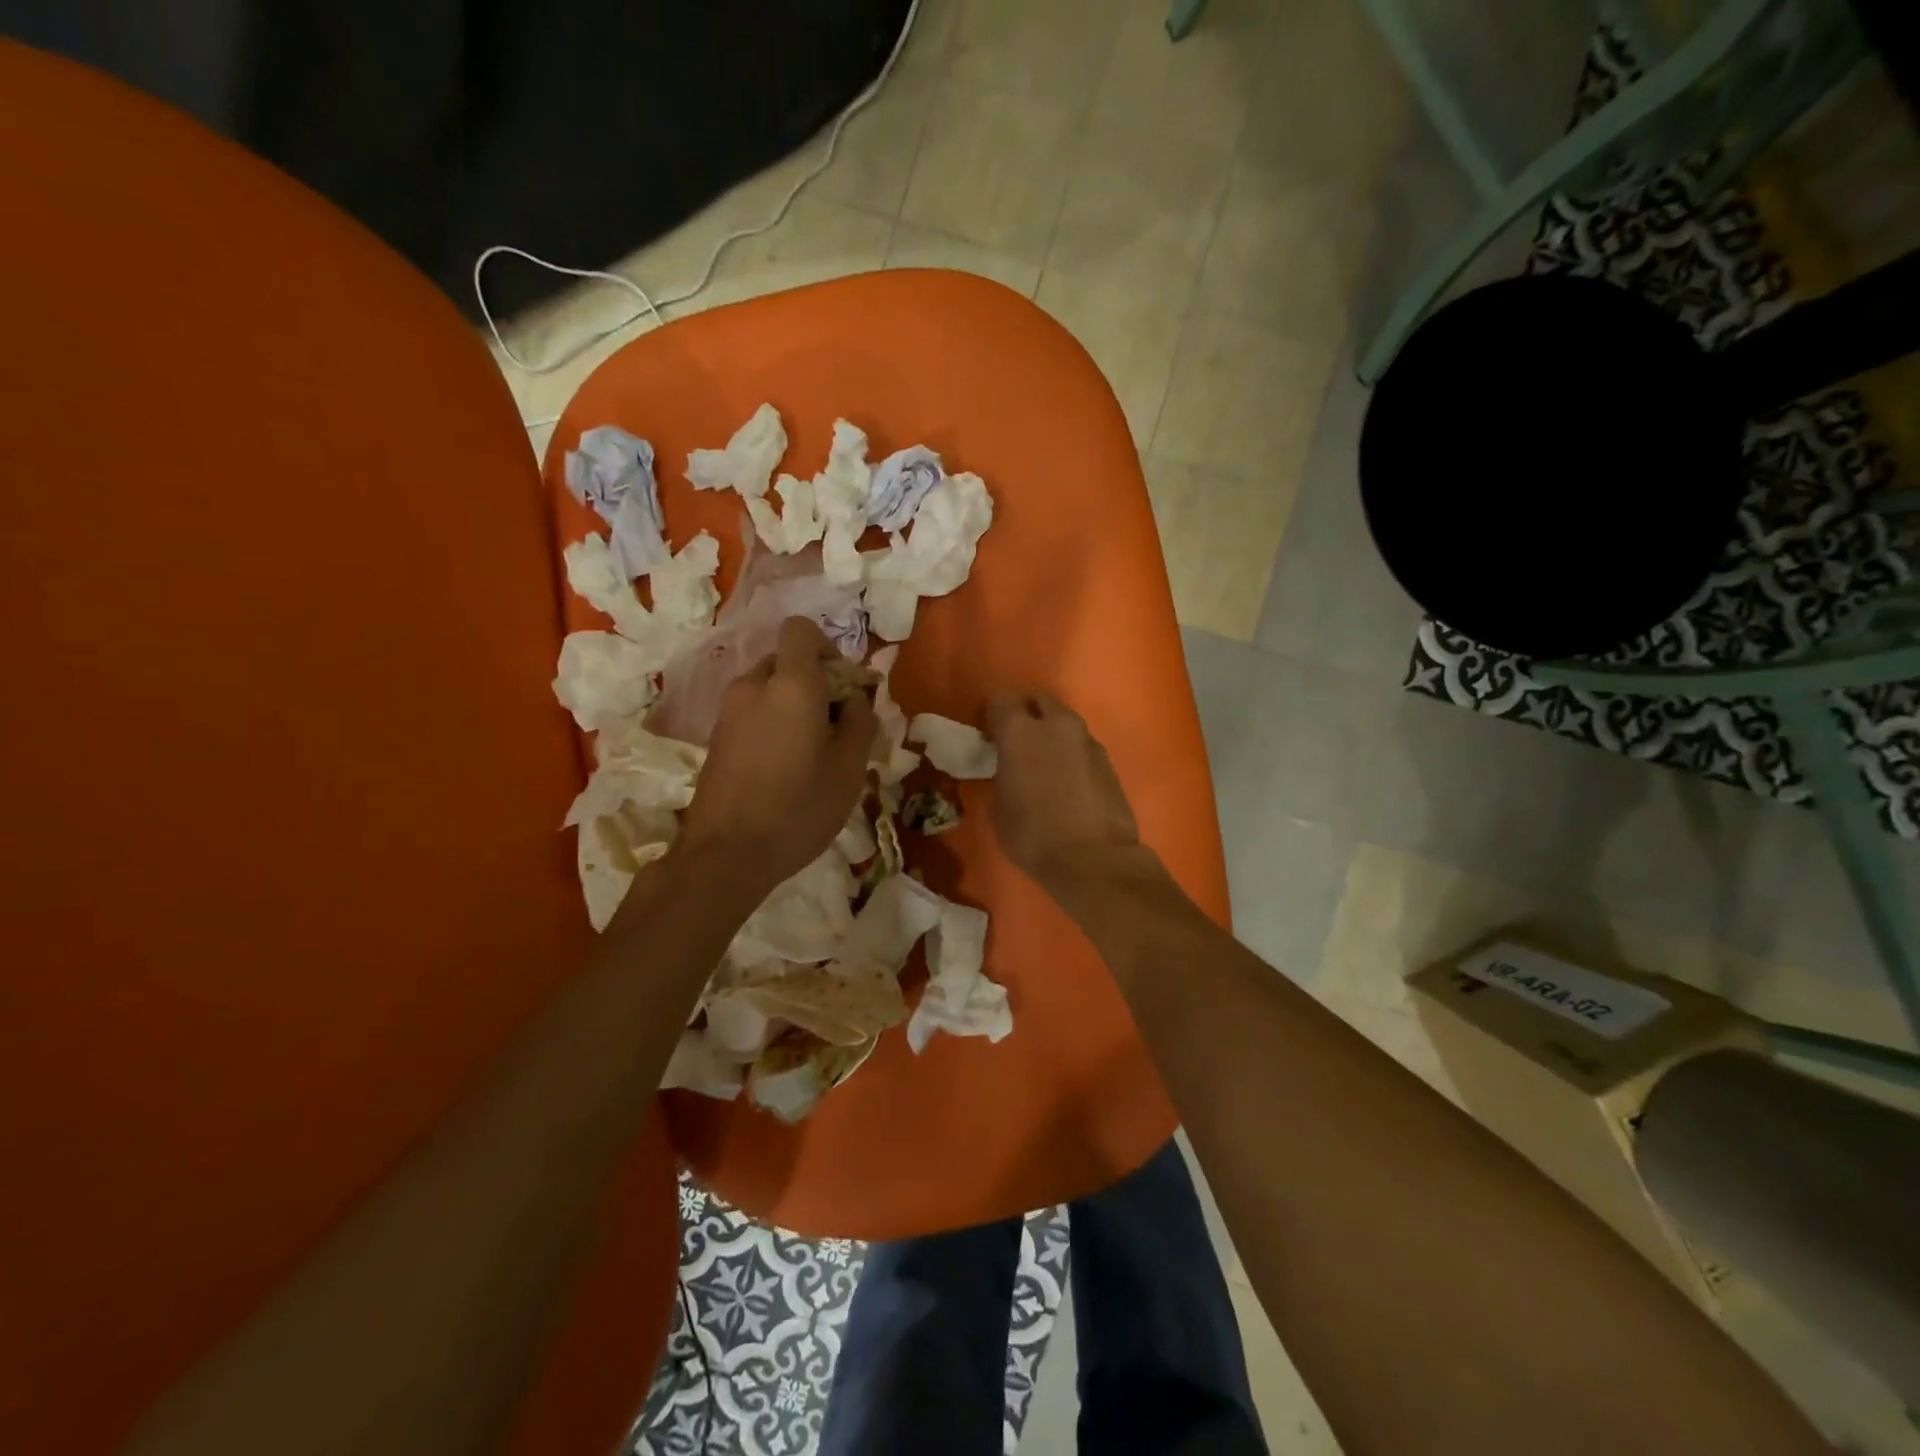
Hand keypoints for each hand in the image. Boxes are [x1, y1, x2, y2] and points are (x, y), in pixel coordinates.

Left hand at [678, 618, 877, 897]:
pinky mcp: (716, 737)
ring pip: (769, 688)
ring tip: (813, 751)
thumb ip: (860, 720)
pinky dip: (773, 723)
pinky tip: (785, 767)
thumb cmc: (798, 808)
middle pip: (786, 660)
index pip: (801, 630)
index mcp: (790, 684)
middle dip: (815, 681)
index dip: (827, 647)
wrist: (726, 854)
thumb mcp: (849, 768)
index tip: (843, 686)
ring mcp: (728, 711)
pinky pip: (753, 711)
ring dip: (794, 705)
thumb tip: (856, 697)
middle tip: (836, 725)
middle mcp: (753, 686)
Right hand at [985, 691, 1143, 895]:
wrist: (1094, 860)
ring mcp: (1087, 740)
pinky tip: (1069, 784)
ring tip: (1046, 766)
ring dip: (1053, 736)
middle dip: (1028, 716)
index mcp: (1020, 731)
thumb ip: (1002, 776)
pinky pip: (1082, 746)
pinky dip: (1072, 756)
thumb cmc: (1033, 836)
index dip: (993, 716)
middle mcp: (1056, 725)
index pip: (1001, 700)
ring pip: (1064, 724)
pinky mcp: (1109, 760)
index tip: (990, 737)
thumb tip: (1010, 771)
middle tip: (1019, 745)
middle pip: (1039, 701)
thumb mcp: (999, 808)